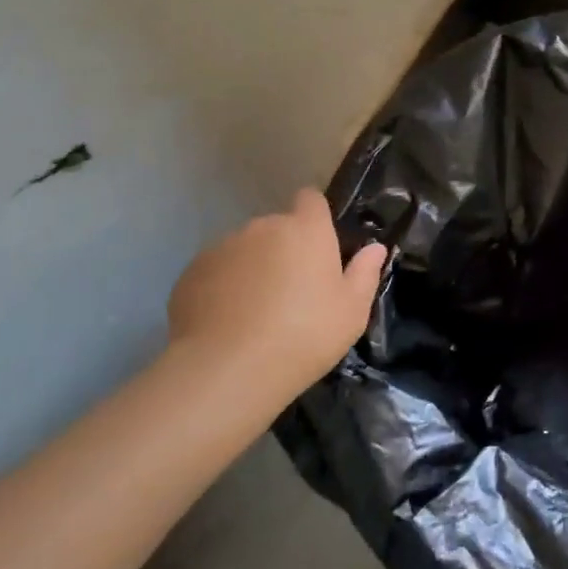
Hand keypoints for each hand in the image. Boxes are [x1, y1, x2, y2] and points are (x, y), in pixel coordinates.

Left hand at [165, 189, 386, 408]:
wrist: (228, 369)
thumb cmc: (305, 335)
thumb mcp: (351, 311)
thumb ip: (365, 274)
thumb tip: (375, 248)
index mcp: (306, 230)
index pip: (311, 199)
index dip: (315, 217)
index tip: (319, 247)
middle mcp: (263, 227)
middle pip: (277, 228)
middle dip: (284, 250)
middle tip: (292, 293)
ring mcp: (223, 247)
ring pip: (245, 250)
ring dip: (253, 268)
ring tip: (255, 313)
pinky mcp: (192, 272)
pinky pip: (216, 272)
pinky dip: (223, 288)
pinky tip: (227, 323)